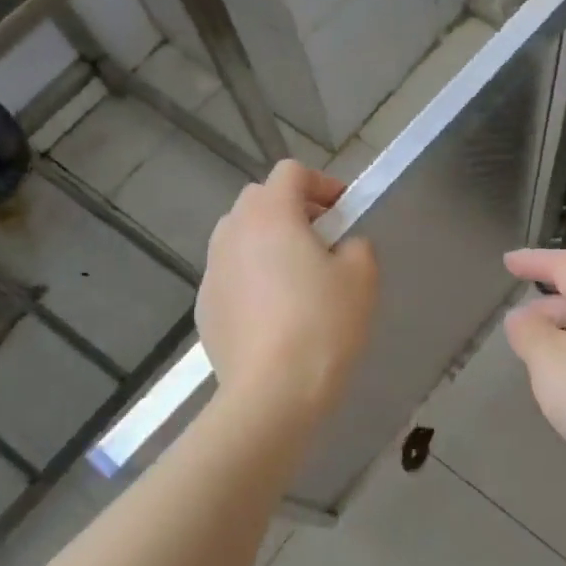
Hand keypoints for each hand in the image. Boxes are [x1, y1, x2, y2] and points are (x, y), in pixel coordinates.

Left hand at [200, 160, 377, 422]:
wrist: (272, 393)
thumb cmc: (323, 324)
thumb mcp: (362, 277)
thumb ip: (356, 246)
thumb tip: (341, 248)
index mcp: (271, 214)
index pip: (291, 172)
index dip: (321, 184)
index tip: (344, 213)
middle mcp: (232, 232)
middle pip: (260, 200)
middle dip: (292, 211)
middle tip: (322, 243)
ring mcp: (212, 271)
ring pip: (240, 238)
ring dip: (268, 244)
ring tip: (295, 279)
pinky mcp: (204, 307)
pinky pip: (231, 276)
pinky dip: (251, 279)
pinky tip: (274, 316)